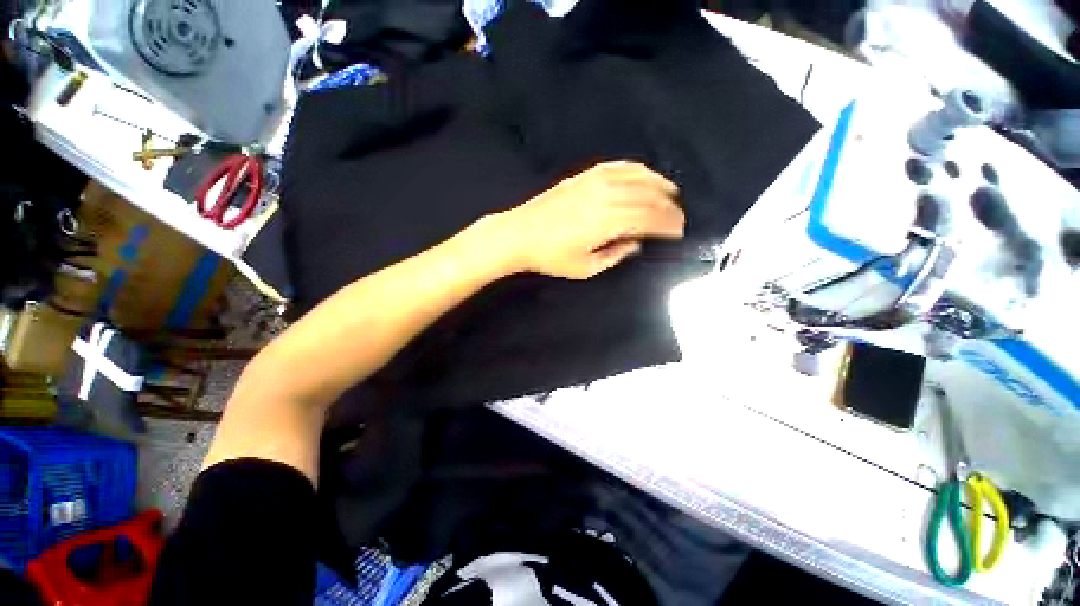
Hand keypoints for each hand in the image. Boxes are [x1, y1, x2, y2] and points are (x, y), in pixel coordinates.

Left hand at [488, 161, 684, 278]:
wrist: (519, 233)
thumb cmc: (551, 256)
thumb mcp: (586, 268)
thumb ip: (616, 255)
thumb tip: (638, 242)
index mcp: (607, 222)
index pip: (648, 218)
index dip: (668, 224)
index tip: (680, 230)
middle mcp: (604, 197)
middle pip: (647, 197)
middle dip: (668, 206)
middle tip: (680, 215)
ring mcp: (594, 182)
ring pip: (635, 177)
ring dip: (658, 183)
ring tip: (672, 192)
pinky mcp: (584, 175)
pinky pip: (616, 167)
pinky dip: (635, 169)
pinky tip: (646, 173)